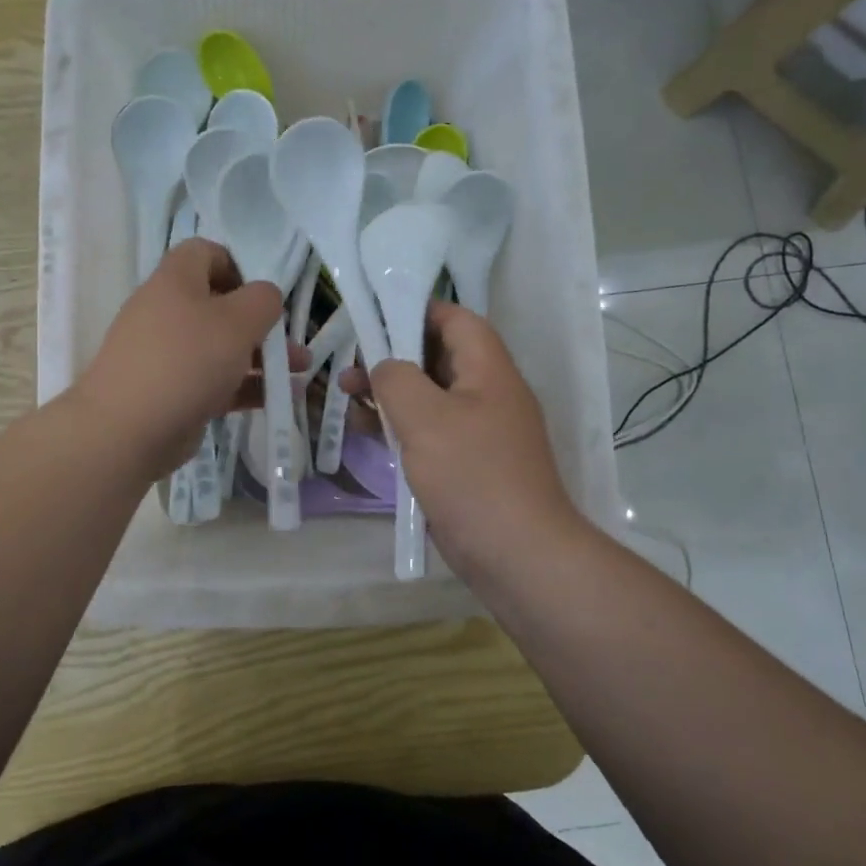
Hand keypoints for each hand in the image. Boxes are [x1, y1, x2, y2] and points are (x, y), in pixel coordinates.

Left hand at [72, 239, 292, 482]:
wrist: (127, 430)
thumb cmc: (186, 361)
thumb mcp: (237, 321)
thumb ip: (263, 300)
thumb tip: (266, 297)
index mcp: (175, 281)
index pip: (205, 252)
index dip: (238, 266)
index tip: (264, 294)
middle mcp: (167, 312)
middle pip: (219, 305)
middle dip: (262, 323)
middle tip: (291, 342)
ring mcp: (167, 355)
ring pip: (221, 347)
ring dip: (261, 357)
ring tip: (299, 373)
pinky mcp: (172, 392)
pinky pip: (215, 381)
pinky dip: (246, 386)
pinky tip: (279, 399)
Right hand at [343, 302, 584, 577]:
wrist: (517, 554)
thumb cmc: (472, 475)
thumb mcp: (425, 417)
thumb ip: (397, 379)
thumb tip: (386, 368)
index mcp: (489, 370)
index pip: (457, 320)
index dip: (418, 311)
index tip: (375, 316)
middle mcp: (489, 394)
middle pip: (439, 357)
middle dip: (394, 355)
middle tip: (352, 362)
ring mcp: (480, 432)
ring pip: (430, 397)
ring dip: (391, 393)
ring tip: (348, 395)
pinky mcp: (468, 464)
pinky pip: (431, 432)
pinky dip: (401, 427)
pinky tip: (368, 432)